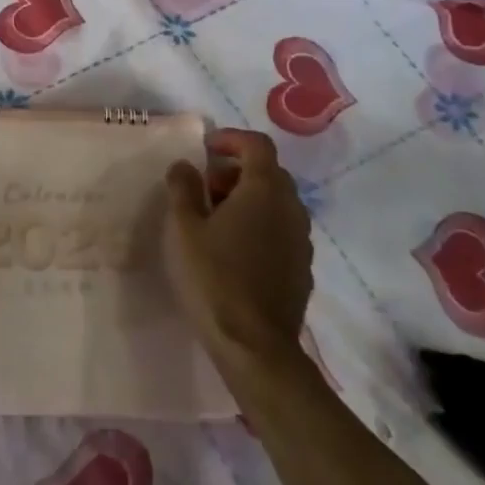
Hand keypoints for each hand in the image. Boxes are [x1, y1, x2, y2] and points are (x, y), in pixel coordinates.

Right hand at [165, 128, 313, 366]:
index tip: (206, 148)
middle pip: (269, 172)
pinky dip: (260, 224)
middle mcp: (290, 208)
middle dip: (237, 170)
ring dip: (249, 198)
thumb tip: (186, 166)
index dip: (232, 139)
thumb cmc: (213, 277)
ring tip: (216, 219)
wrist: (254, 344)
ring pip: (277, 202)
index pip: (257, 145)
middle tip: (206, 186)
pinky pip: (281, 229)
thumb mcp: (184, 228)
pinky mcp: (301, 267)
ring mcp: (301, 239)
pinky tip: (235, 249)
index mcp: (264, 190)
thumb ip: (183, 188)